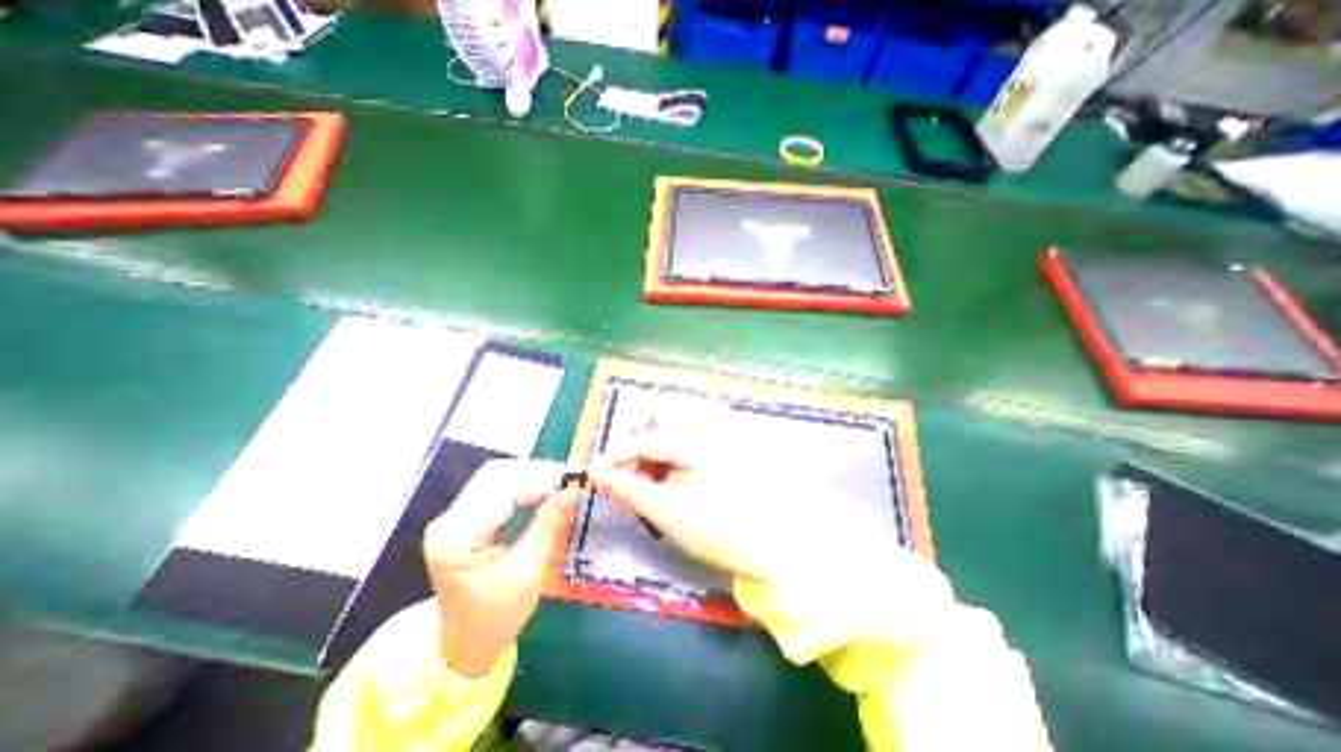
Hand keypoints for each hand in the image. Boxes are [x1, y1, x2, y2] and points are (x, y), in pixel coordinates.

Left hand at [423, 461, 574, 677]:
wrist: (464, 645)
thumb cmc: (496, 617)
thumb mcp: (530, 572)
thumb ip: (550, 525)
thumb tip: (574, 489)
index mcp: (457, 538)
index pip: (504, 492)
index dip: (542, 481)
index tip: (576, 479)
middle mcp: (449, 519)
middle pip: (497, 474)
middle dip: (538, 471)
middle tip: (573, 476)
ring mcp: (453, 515)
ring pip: (497, 474)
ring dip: (532, 473)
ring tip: (563, 479)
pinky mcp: (463, 516)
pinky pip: (497, 485)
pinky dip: (524, 481)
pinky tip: (545, 486)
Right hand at [588, 432, 787, 583]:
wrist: (762, 547)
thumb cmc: (713, 531)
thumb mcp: (664, 511)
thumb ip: (627, 489)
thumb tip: (595, 474)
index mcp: (693, 442)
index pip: (643, 439)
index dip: (615, 456)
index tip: (594, 474)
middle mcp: (702, 432)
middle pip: (655, 427)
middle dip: (633, 451)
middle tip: (622, 479)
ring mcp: (709, 441)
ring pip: (665, 437)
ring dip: (647, 458)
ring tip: (643, 487)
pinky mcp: (711, 453)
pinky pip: (678, 449)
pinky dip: (662, 463)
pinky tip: (661, 485)